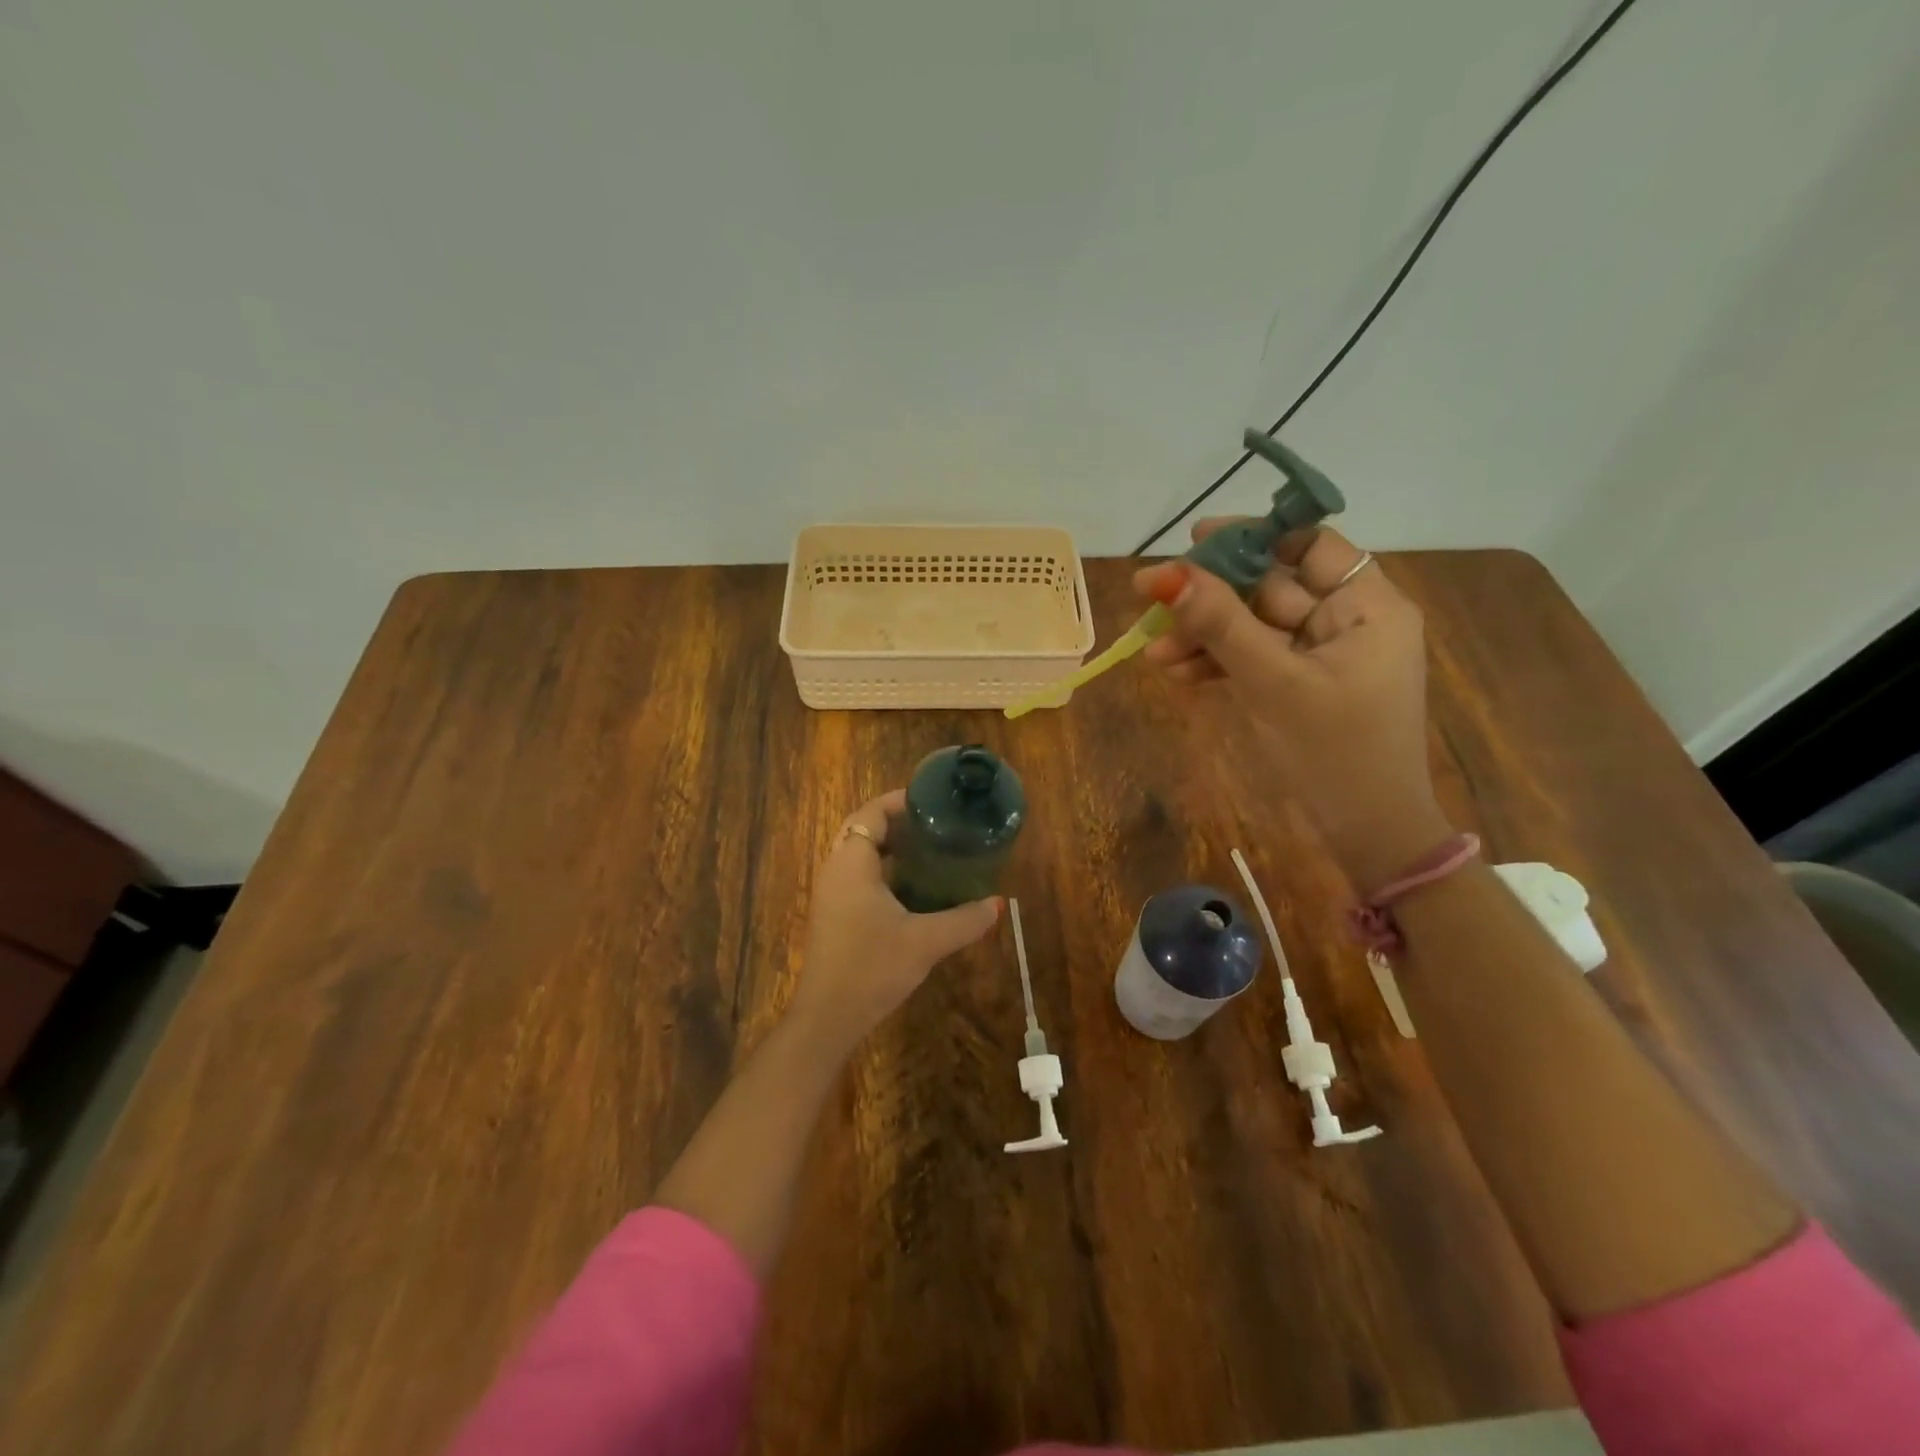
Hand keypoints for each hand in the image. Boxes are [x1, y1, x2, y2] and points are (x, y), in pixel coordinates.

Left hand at [789, 790, 1001, 1047]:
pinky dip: (880, 867)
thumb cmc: (872, 967)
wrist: (828, 1017)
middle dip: (896, 821)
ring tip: (928, 847)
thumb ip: (964, 920)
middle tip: (935, 823)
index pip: (871, 813)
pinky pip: (856, 873)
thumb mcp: (925, 941)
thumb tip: (998, 904)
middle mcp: (835, 869)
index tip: (934, 801)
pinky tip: (910, 885)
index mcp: (852, 862)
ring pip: (857, 851)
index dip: (900, 801)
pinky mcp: (832, 913)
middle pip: (862, 828)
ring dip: (887, 845)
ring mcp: (830, 892)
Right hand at [1133, 522, 1451, 892]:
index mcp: (1368, 606)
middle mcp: (1348, 621)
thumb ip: (1221, 625)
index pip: (1311, 545)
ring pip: (1254, 627)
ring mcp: (1322, 656)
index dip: (1254, 537)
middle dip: (1211, 601)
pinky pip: (1254, 659)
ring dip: (1205, 637)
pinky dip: (1218, 664)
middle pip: (1271, 588)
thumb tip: (1164, 574)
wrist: (1367, 833)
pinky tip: (1176, 674)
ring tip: (1153, 655)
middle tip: (1152, 603)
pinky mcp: (1300, 686)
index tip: (1196, 539)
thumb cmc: (1335, 752)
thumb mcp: (1274, 683)